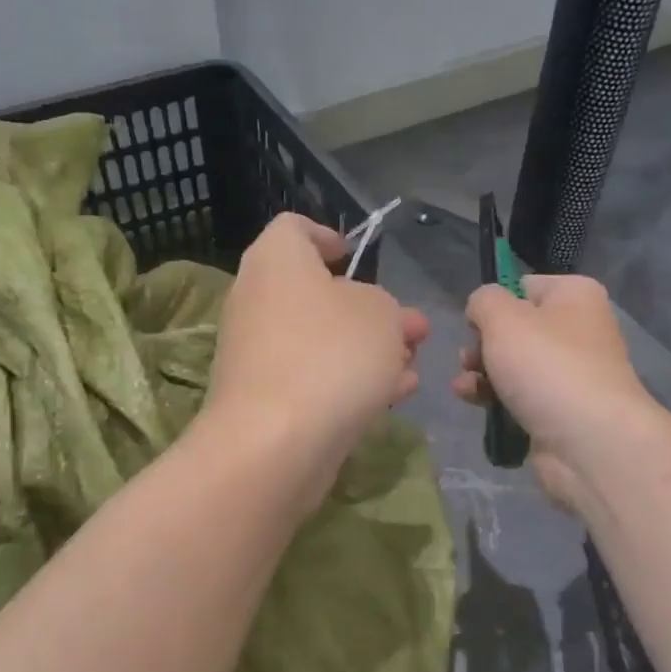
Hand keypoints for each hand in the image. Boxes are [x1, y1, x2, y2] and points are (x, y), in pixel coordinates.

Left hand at [204, 213, 428, 494]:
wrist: (276, 442)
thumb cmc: (330, 354)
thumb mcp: (382, 315)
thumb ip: (389, 308)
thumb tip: (386, 318)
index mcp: (276, 260)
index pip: (294, 228)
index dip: (328, 236)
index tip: (355, 257)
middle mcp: (258, 300)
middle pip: (317, 293)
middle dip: (370, 311)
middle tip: (412, 330)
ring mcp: (258, 353)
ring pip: (320, 341)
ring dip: (368, 351)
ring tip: (412, 368)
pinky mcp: (265, 399)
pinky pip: (312, 378)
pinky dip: (349, 382)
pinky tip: (394, 397)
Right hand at [454, 275, 661, 515]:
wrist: (589, 442)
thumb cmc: (547, 366)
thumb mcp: (503, 318)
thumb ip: (483, 301)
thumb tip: (482, 310)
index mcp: (575, 296)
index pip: (524, 286)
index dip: (494, 303)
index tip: (475, 324)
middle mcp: (578, 330)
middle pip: (514, 329)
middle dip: (482, 344)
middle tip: (468, 358)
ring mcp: (570, 373)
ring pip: (512, 365)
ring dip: (481, 373)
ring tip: (465, 387)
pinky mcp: (559, 410)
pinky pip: (518, 397)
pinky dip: (495, 399)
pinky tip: (474, 404)